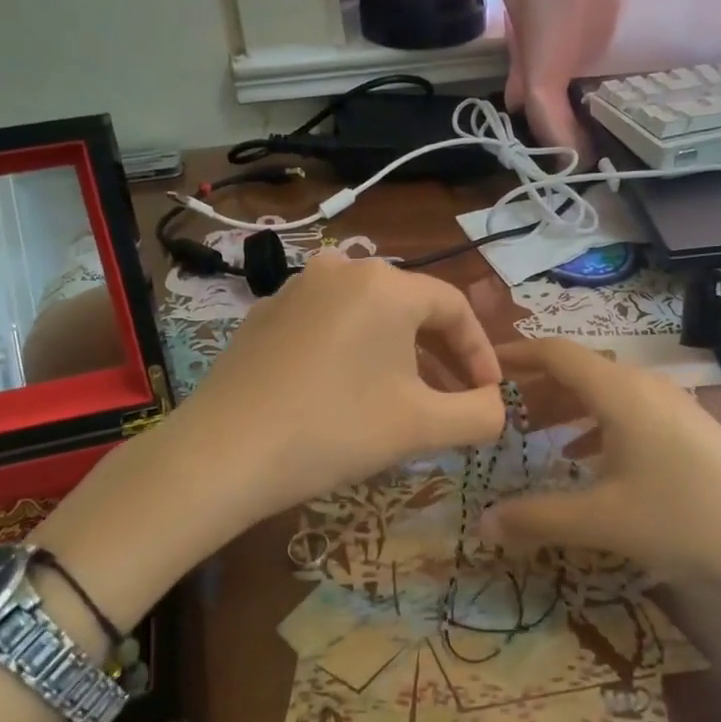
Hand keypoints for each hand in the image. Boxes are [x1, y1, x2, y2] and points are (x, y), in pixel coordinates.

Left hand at [167, 253, 504, 525]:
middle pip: (411, 307)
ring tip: (404, 396)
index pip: (454, 307)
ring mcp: (296, 287)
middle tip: (453, 397)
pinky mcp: (265, 313)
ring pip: (368, 314)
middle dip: (440, 353)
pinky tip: (346, 390)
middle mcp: (342, 268)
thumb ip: (480, 414)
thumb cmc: (335, 429)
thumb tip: (497, 407)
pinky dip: (353, 350)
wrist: (223, 453)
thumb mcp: (422, 426)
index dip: (480, 352)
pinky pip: (328, 322)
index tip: (488, 394)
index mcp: (386, 284)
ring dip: (397, 352)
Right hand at [484, 339, 720, 604]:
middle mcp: (644, 387)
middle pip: (579, 371)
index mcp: (619, 391)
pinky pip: (628, 415)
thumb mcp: (604, 521)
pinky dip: (596, 429)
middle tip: (500, 412)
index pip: (556, 353)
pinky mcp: (690, 431)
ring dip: (567, 409)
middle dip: (537, 388)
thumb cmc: (688, 518)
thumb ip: (537, 518)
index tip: (481, 367)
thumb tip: (480, 523)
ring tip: (534, 436)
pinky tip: (586, 463)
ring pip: (605, 395)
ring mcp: (672, 408)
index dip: (516, 355)